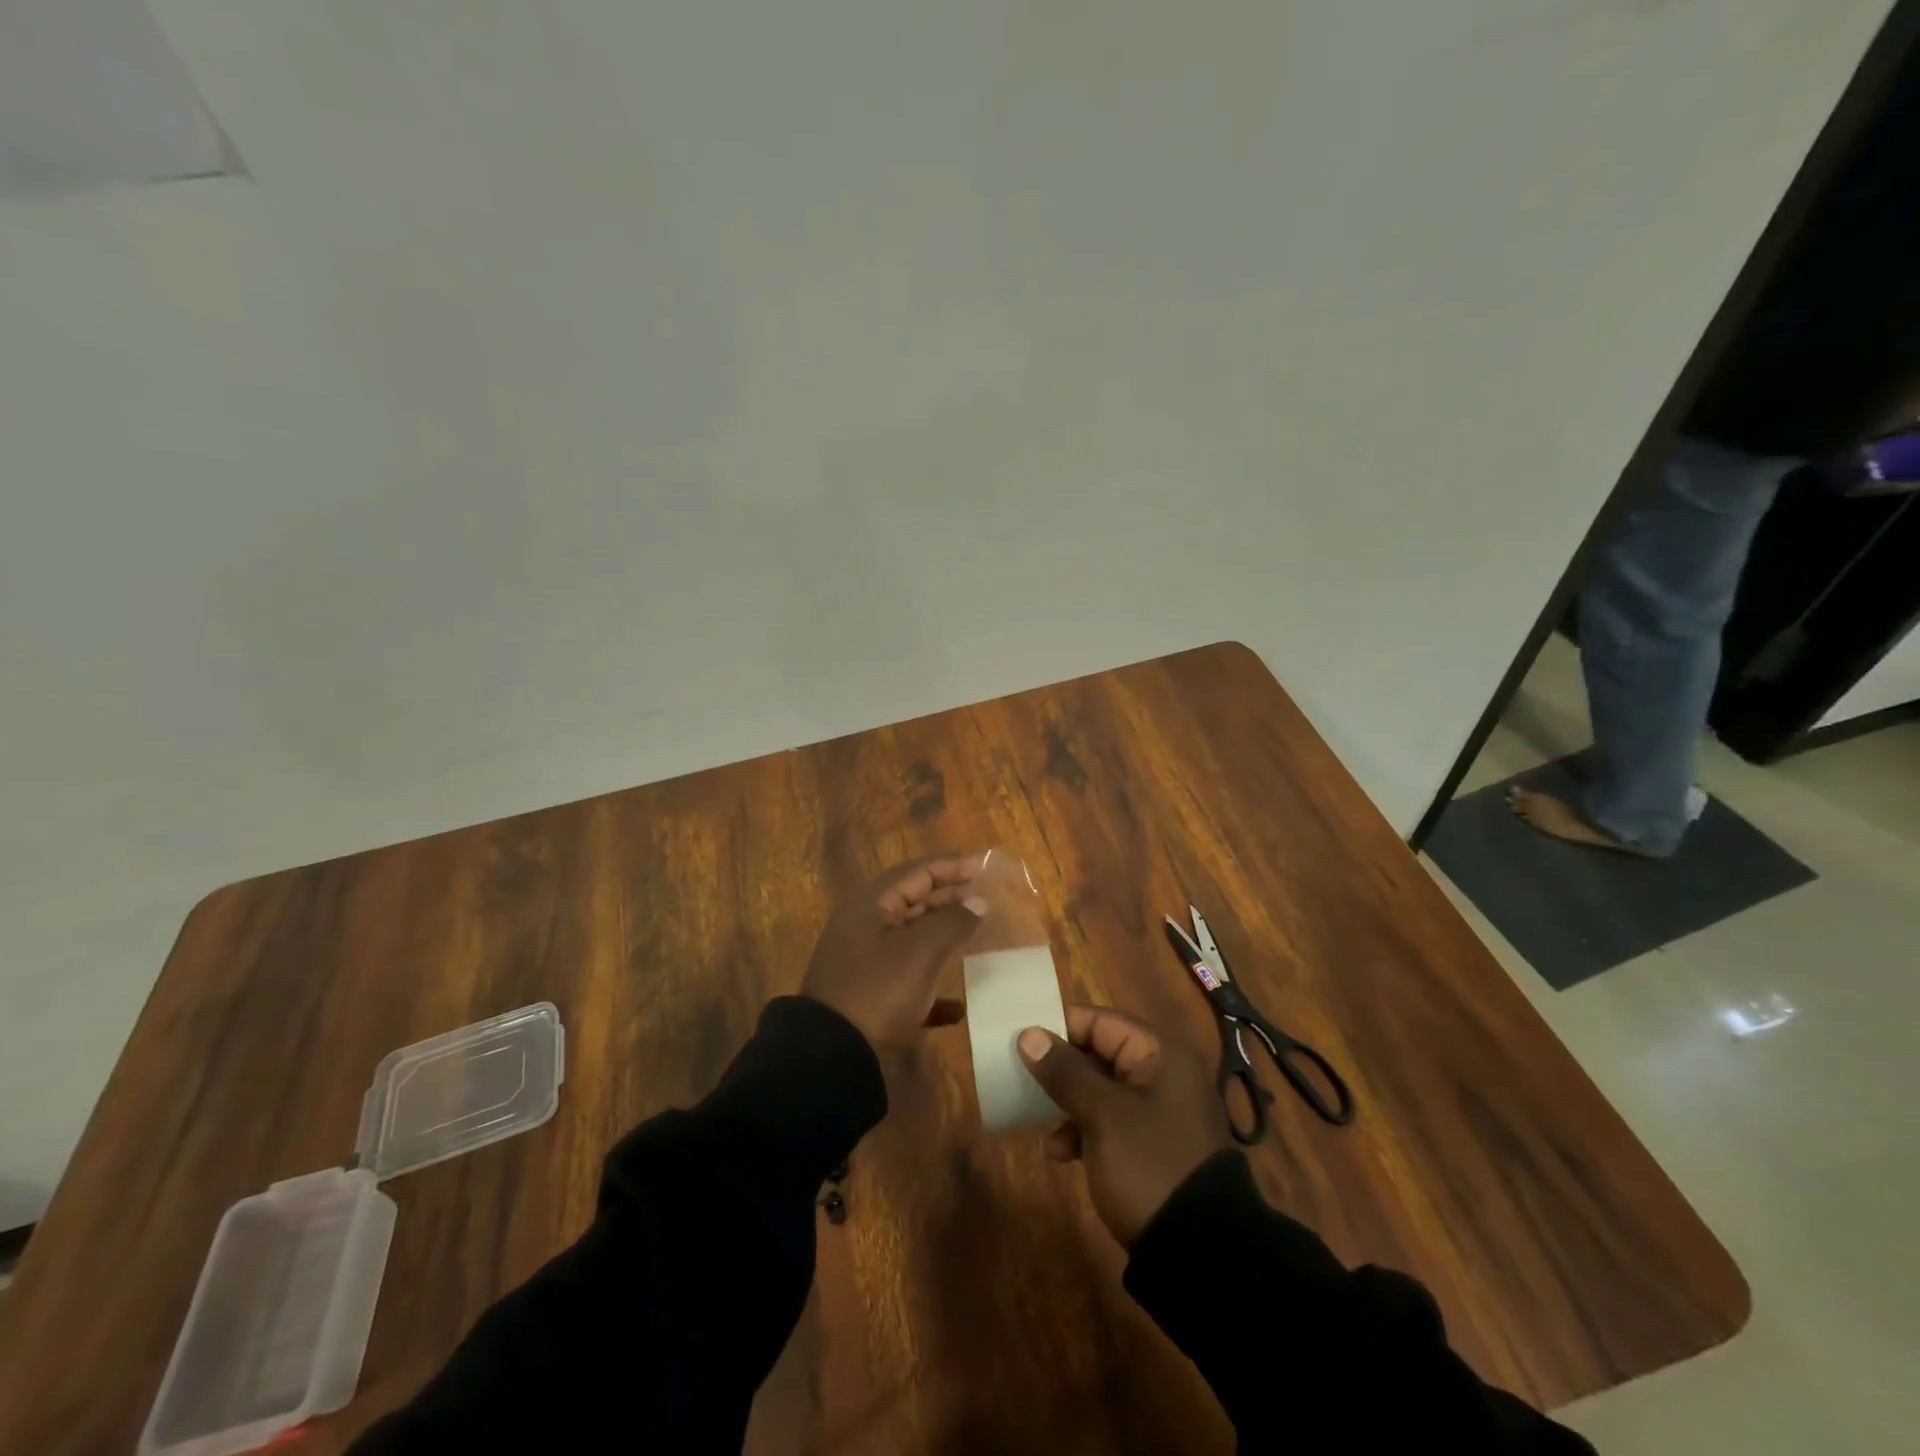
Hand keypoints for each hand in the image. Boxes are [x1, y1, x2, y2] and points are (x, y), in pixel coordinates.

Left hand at [801, 855, 987, 1046]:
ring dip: (943, 934)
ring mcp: (864, 961)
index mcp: (871, 904)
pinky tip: (958, 1005)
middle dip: (950, 897)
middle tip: (985, 898)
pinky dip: (932, 984)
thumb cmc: (879, 989)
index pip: (917, 872)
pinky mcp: (869, 995)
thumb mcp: (921, 950)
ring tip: (976, 934)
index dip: (952, 867)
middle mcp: (865, 926)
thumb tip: (978, 901)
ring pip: (911, 937)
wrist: (832, 1056)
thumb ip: (953, 920)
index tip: (985, 867)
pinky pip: (907, 978)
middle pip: (913, 900)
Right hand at [1018, 1005, 1231, 1246]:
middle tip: (1024, 1081)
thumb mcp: (1102, 1115)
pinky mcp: (1153, 1146)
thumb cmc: (1149, 1165)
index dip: (1060, 1028)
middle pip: (1100, 1054)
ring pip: (1102, 1090)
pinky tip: (1061, 1154)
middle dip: (1061, 1070)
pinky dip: (1084, 1131)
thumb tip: (1029, 1035)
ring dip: (1069, 1103)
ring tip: (1040, 1122)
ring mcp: (1160, 1112)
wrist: (1202, 1254)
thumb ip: (1065, 1072)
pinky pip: (1111, 1122)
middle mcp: (1163, 1074)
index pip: (1100, 1021)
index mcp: (1159, 1053)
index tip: (1022, 1043)